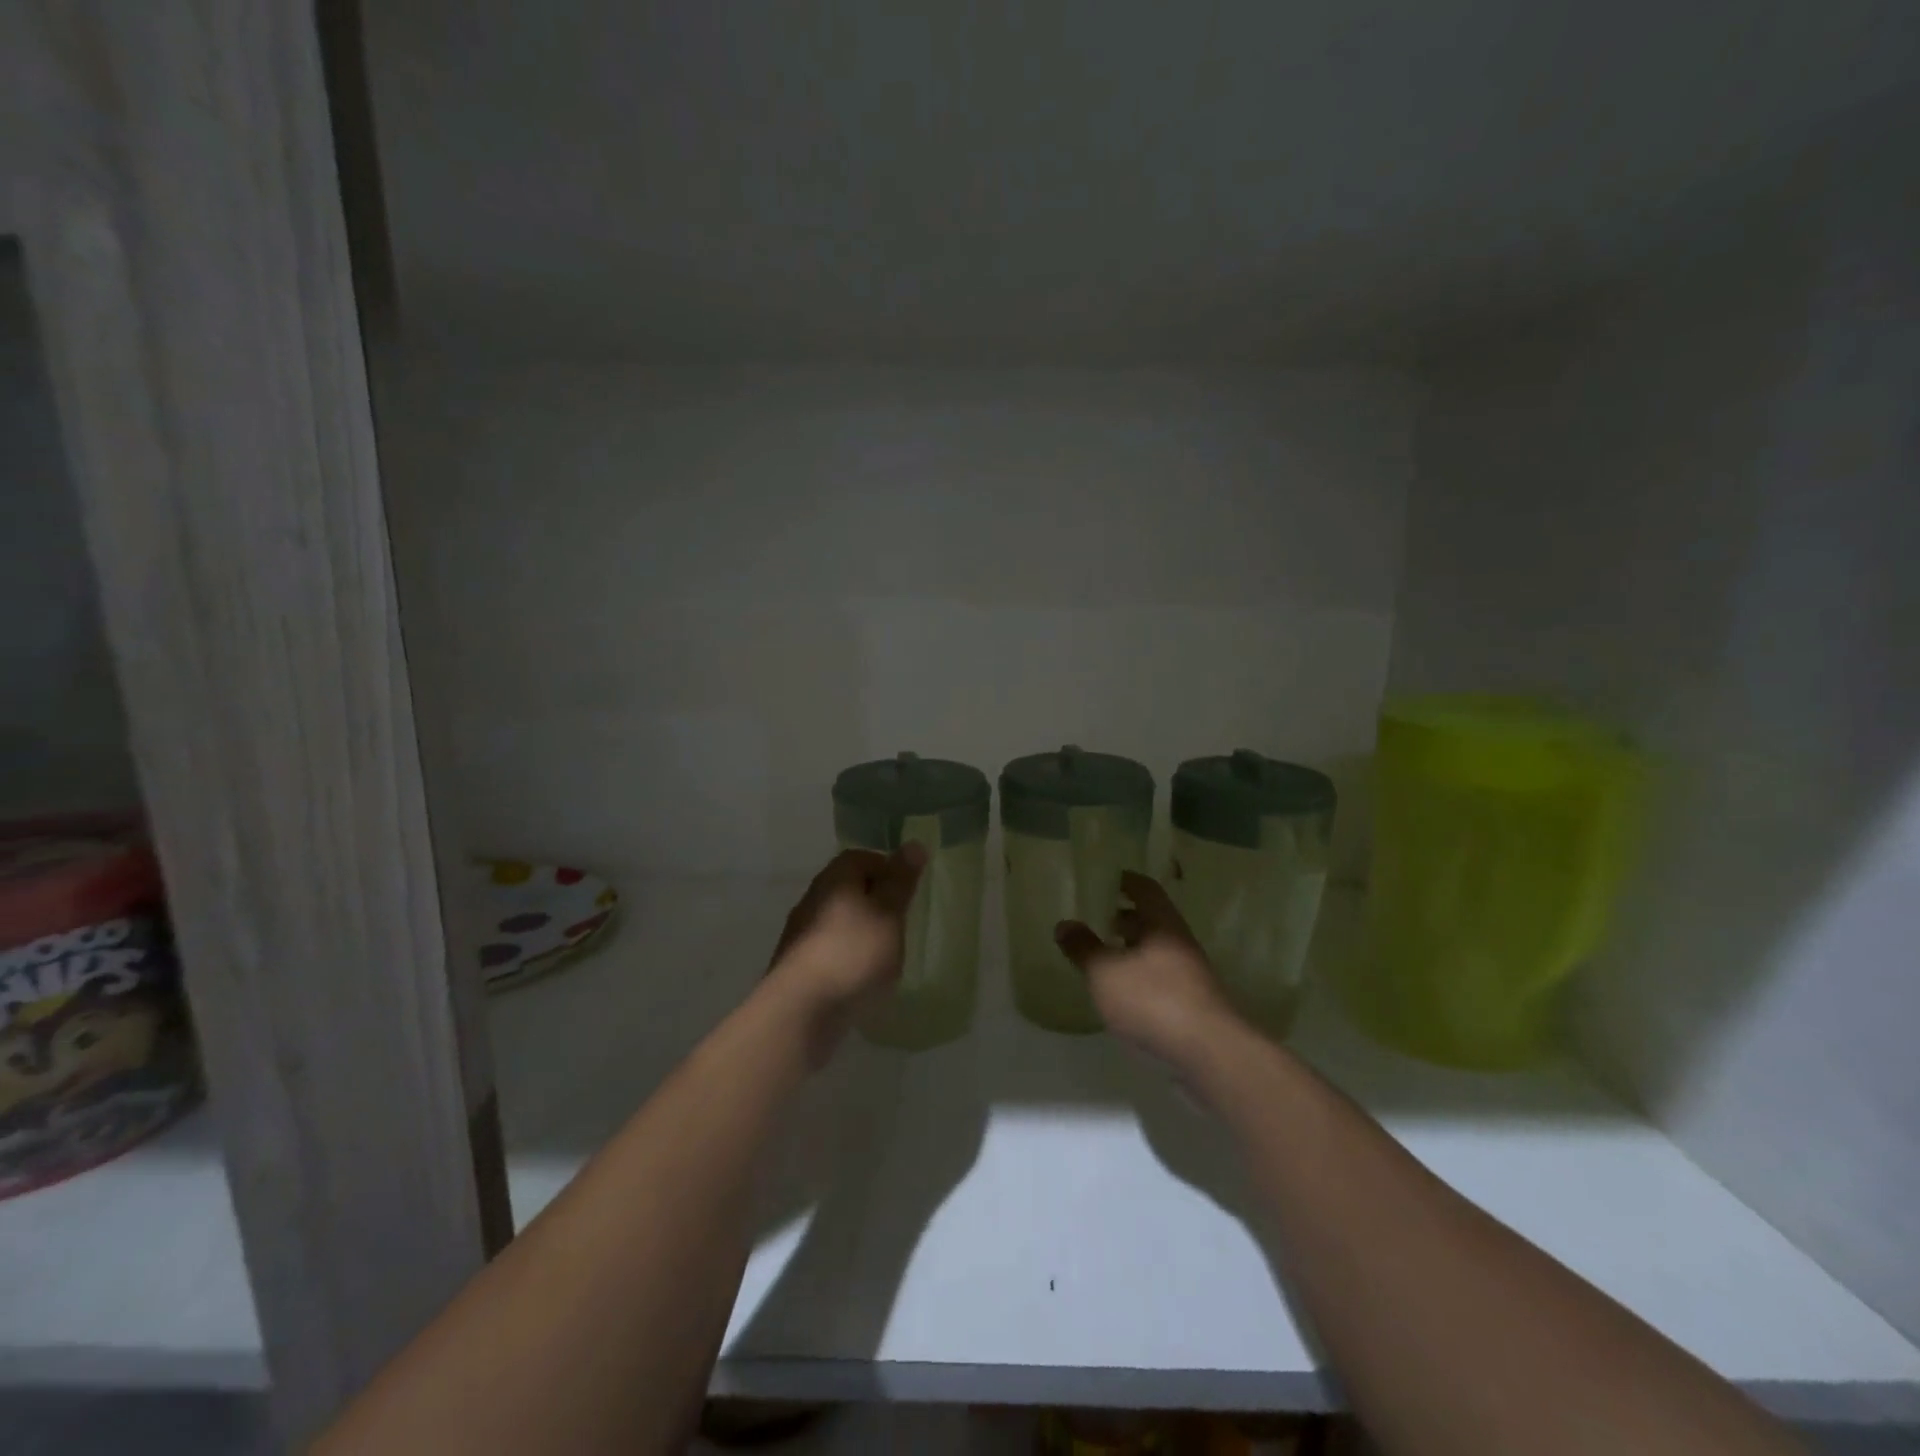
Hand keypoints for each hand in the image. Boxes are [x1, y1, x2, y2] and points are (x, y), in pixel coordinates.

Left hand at [765, 845, 925, 1063]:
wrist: (800, 1011)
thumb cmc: (853, 954)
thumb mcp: (889, 913)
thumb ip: (901, 881)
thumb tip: (914, 843)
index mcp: (834, 878)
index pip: (861, 857)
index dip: (887, 868)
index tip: (907, 891)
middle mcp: (813, 899)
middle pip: (848, 888)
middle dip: (876, 901)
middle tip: (902, 922)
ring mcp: (801, 933)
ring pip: (839, 920)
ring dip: (861, 931)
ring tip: (886, 954)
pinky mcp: (797, 965)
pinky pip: (830, 949)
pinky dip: (848, 956)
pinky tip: (862, 977)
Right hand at [1054, 871, 1239, 1072]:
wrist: (1210, 1052)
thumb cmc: (1153, 999)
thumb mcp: (1105, 972)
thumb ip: (1083, 947)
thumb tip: (1064, 924)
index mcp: (1162, 923)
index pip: (1144, 889)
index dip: (1124, 881)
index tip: (1104, 879)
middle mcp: (1179, 941)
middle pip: (1152, 919)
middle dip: (1125, 917)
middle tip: (1096, 918)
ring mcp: (1190, 973)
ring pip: (1156, 949)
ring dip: (1132, 948)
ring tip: (1103, 956)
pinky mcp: (1192, 1003)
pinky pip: (1161, 976)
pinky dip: (1139, 974)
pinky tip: (1122, 991)